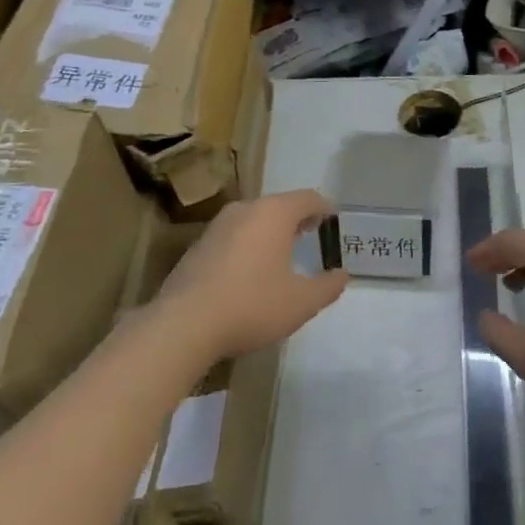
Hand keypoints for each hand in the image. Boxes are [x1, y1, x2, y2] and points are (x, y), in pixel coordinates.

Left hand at [153, 190, 348, 361]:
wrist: (182, 326)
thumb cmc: (252, 305)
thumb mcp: (302, 302)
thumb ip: (328, 286)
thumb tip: (342, 275)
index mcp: (274, 213)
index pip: (308, 198)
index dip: (325, 208)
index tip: (334, 222)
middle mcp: (245, 210)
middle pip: (279, 206)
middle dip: (297, 219)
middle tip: (312, 236)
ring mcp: (216, 227)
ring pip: (253, 220)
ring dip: (270, 233)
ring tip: (283, 255)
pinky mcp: (196, 248)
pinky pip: (233, 237)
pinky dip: (248, 246)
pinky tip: (250, 273)